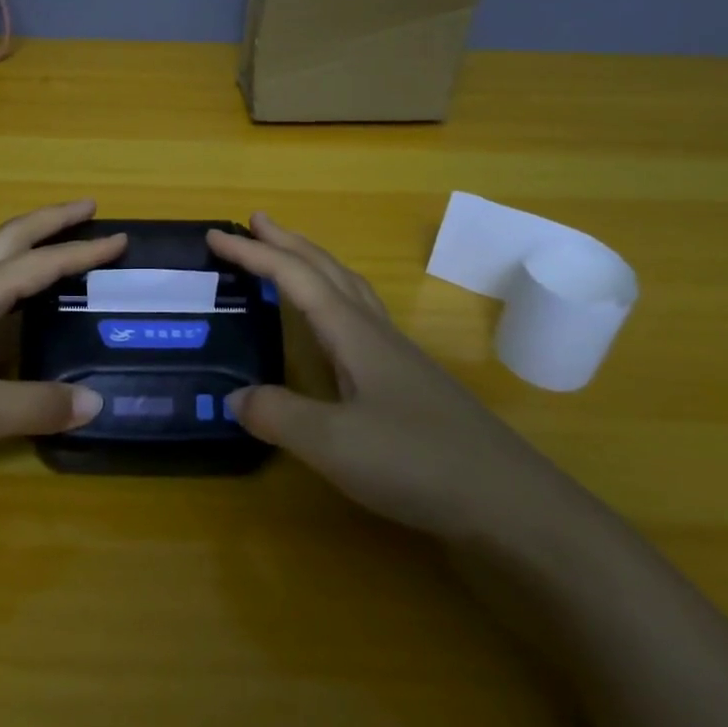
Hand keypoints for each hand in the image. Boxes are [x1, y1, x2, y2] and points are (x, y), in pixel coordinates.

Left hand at [0, 200, 125, 475]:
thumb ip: (33, 406)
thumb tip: (94, 401)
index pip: (38, 264)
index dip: (81, 251)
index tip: (120, 236)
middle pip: (6, 240)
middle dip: (49, 221)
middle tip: (87, 208)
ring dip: (24, 250)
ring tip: (53, 256)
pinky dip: (2, 285)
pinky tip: (1, 315)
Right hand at [209, 214, 553, 538]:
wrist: (511, 505)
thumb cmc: (418, 463)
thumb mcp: (333, 444)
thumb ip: (278, 415)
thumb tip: (234, 398)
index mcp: (354, 333)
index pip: (295, 278)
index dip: (254, 254)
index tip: (215, 235)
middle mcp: (375, 333)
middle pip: (327, 270)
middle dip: (288, 243)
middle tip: (255, 222)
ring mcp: (397, 357)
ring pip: (349, 290)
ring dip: (314, 265)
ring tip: (288, 258)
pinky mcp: (409, 383)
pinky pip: (360, 319)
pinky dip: (333, 301)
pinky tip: (331, 329)